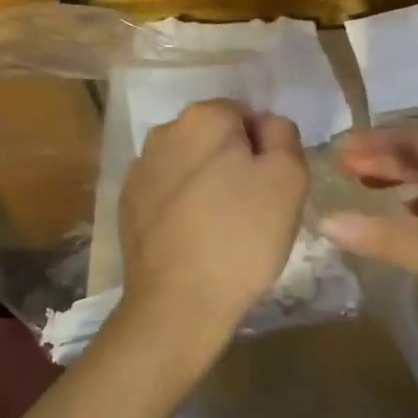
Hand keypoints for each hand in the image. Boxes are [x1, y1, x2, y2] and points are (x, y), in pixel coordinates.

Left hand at [114, 99, 308, 366]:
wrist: (178, 302)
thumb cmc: (242, 236)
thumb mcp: (288, 178)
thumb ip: (282, 134)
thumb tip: (264, 124)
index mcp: (203, 117)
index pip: (246, 115)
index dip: (264, 149)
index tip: (269, 187)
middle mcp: (165, 131)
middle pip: (214, 137)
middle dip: (233, 162)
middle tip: (251, 208)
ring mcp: (140, 167)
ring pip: (189, 164)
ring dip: (207, 182)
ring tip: (221, 227)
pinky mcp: (128, 202)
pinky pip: (167, 191)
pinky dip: (182, 205)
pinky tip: (193, 238)